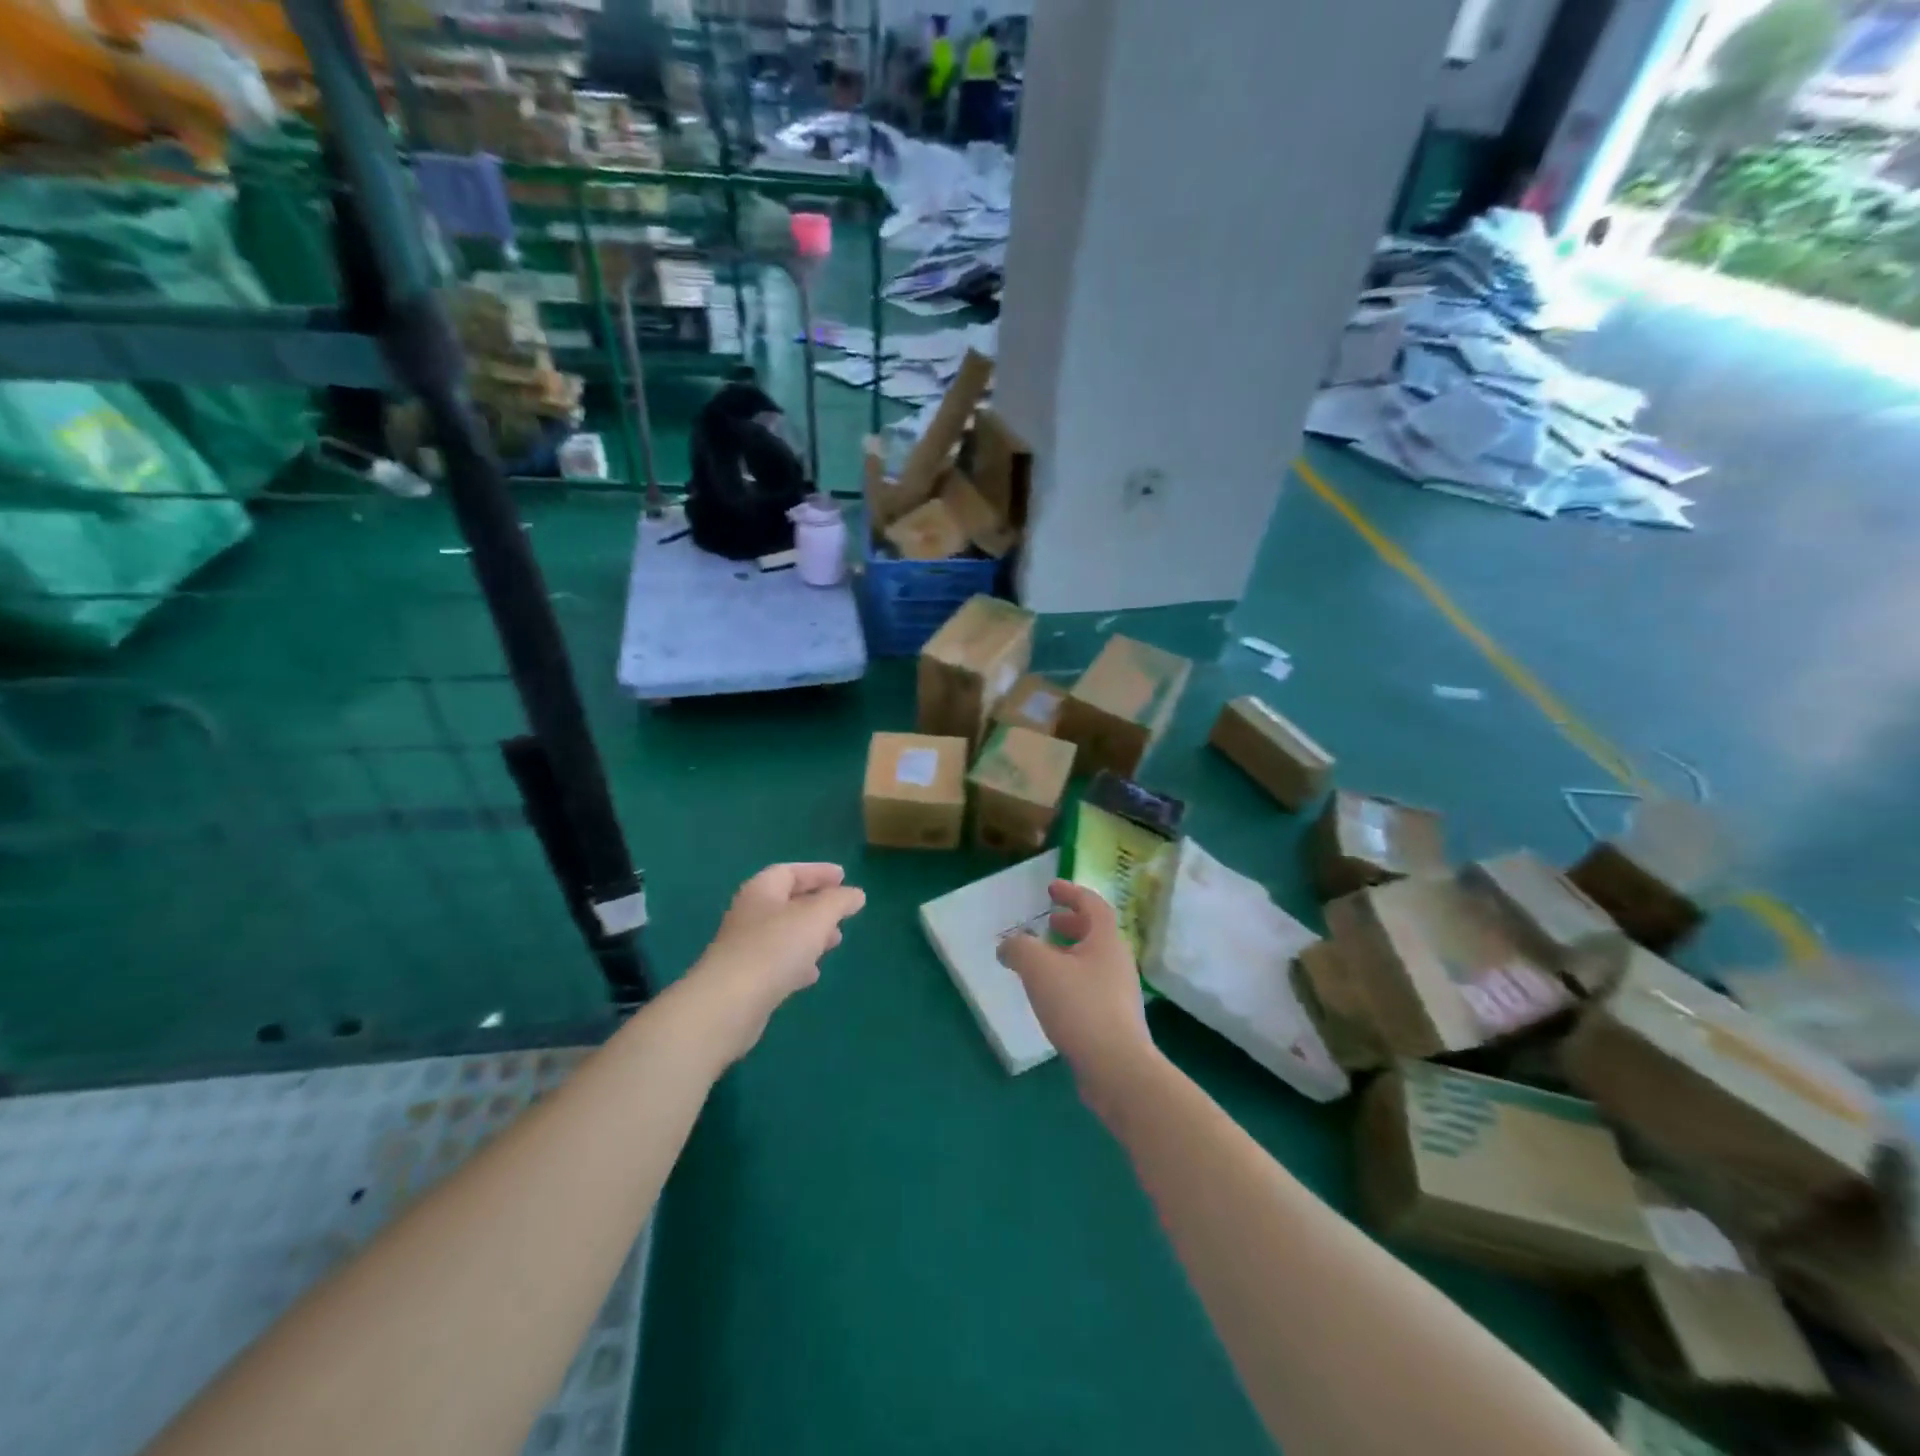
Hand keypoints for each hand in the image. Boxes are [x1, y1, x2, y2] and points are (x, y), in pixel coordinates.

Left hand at [686, 863, 865, 1061]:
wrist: (729, 1005)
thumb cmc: (774, 948)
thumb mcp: (816, 917)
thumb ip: (839, 901)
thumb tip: (856, 894)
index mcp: (762, 891)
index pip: (790, 871)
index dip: (817, 872)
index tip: (843, 877)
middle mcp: (750, 915)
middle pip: (787, 902)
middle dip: (817, 905)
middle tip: (842, 913)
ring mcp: (746, 948)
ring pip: (784, 934)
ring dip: (810, 935)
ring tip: (835, 942)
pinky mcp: (747, 979)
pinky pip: (777, 962)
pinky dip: (798, 962)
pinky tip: (812, 974)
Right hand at [997, 881, 1156, 1107]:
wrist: (1116, 1068)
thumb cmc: (1080, 1007)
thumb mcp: (1039, 968)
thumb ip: (1019, 948)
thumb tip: (1007, 946)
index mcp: (1106, 941)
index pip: (1093, 904)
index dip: (1072, 892)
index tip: (1051, 888)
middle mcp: (1118, 962)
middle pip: (1096, 933)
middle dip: (1071, 923)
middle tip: (1048, 921)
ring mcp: (1120, 993)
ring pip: (1092, 962)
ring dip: (1068, 953)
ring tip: (1042, 961)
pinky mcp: (1115, 1021)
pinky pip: (1090, 987)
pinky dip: (1070, 980)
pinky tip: (1051, 997)